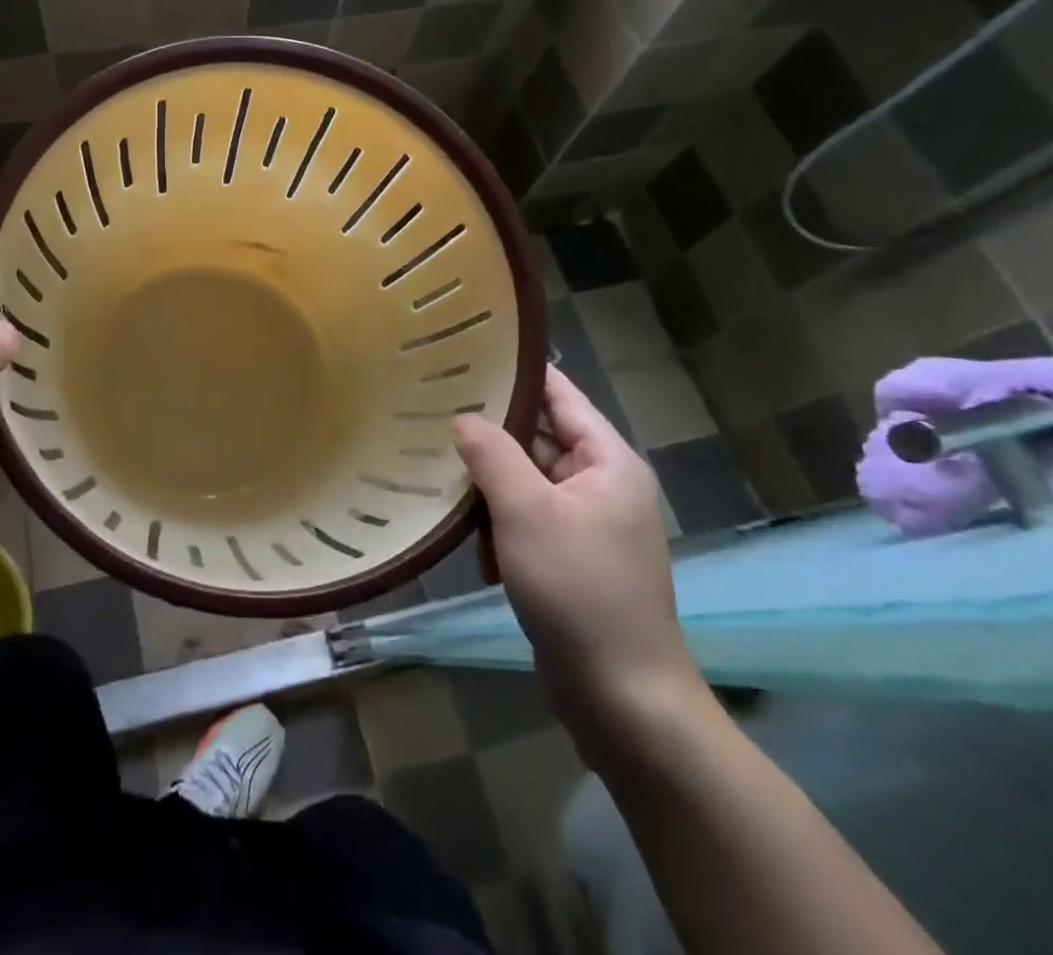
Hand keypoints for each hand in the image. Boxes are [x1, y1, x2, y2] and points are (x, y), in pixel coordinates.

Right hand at [454, 369, 705, 765]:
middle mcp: (602, 485)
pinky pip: (526, 521)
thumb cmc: (579, 589)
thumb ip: (492, 454)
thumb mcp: (527, 512)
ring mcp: (587, 525)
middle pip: (537, 438)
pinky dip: (499, 525)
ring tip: (438, 476)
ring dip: (489, 486)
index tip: (465, 354)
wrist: (621, 698)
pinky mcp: (570, 559)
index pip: (560, 395)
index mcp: (608, 462)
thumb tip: (463, 418)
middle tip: (431, 412)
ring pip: (525, 482)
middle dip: (490, 434)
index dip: (517, 373)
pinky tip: (471, 542)